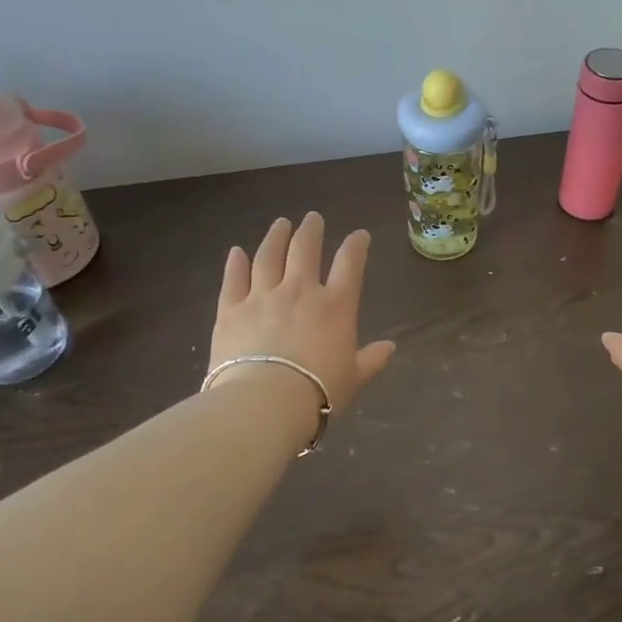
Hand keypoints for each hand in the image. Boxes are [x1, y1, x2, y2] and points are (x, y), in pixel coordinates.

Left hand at [208, 213, 396, 415]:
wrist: (264, 404)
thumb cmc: (318, 393)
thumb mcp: (355, 379)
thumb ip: (372, 360)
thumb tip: (390, 347)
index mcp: (336, 306)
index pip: (350, 264)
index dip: (356, 245)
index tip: (359, 235)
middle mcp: (300, 291)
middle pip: (305, 249)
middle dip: (311, 230)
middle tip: (312, 218)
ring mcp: (262, 296)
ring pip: (269, 256)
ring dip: (276, 237)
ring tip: (280, 224)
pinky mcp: (230, 310)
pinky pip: (233, 279)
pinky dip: (235, 263)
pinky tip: (236, 252)